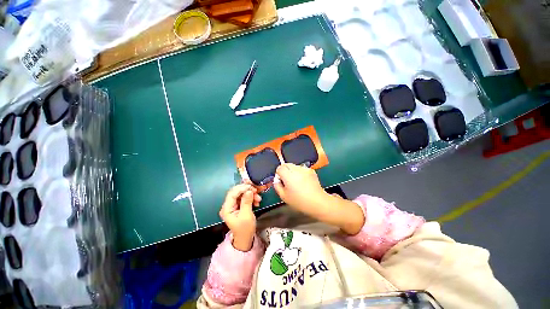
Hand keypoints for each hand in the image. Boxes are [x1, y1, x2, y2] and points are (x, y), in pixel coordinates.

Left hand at [219, 184, 261, 250]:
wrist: (245, 238)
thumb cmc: (245, 229)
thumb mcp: (246, 215)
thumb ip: (246, 202)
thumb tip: (249, 190)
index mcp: (227, 209)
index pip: (232, 194)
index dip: (241, 188)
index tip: (251, 187)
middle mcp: (228, 205)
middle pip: (236, 192)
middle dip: (247, 190)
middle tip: (256, 191)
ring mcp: (233, 205)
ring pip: (241, 194)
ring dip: (251, 194)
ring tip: (258, 199)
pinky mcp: (238, 205)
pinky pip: (244, 198)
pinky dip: (251, 198)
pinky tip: (256, 202)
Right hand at [274, 164, 364, 234]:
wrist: (317, 201)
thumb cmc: (299, 201)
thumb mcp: (284, 196)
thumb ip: (277, 186)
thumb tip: (277, 180)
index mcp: (288, 174)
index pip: (280, 167)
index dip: (279, 174)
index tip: (281, 181)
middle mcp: (296, 169)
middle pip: (286, 164)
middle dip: (285, 171)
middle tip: (288, 181)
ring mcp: (304, 168)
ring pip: (294, 166)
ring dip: (292, 171)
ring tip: (297, 182)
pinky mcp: (311, 170)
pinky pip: (302, 168)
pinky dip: (300, 173)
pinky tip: (304, 181)